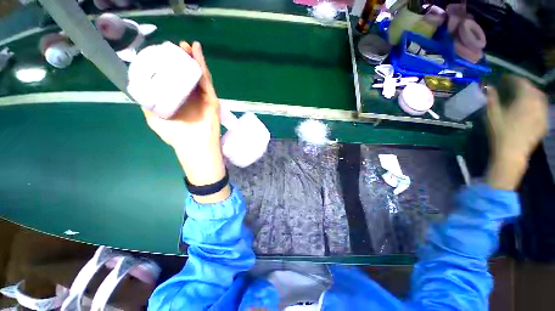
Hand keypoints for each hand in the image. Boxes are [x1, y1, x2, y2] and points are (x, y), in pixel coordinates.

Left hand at [142, 41, 229, 202]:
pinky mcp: (212, 99)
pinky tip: (197, 53)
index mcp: (179, 100)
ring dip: (193, 59)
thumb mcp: (154, 119)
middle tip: (176, 46)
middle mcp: (191, 97)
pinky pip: (207, 81)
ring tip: (187, 45)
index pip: (175, 79)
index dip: (169, 65)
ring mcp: (203, 98)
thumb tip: (139, 89)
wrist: (196, 147)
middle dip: (182, 59)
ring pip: (199, 75)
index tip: (163, 53)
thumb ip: (148, 104)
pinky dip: (202, 67)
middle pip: (188, 74)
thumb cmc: (177, 136)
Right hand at [485, 76, 548, 189]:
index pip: (521, 83)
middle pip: (533, 89)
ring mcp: (542, 114)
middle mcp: (536, 104)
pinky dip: (537, 103)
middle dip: (524, 85)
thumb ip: (492, 100)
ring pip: (540, 98)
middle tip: (514, 85)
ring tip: (523, 95)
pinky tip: (531, 106)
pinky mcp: (543, 122)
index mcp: (524, 101)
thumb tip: (488, 87)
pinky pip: (543, 107)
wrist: (512, 153)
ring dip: (532, 93)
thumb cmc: (500, 133)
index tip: (505, 78)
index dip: (513, 79)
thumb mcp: (492, 116)